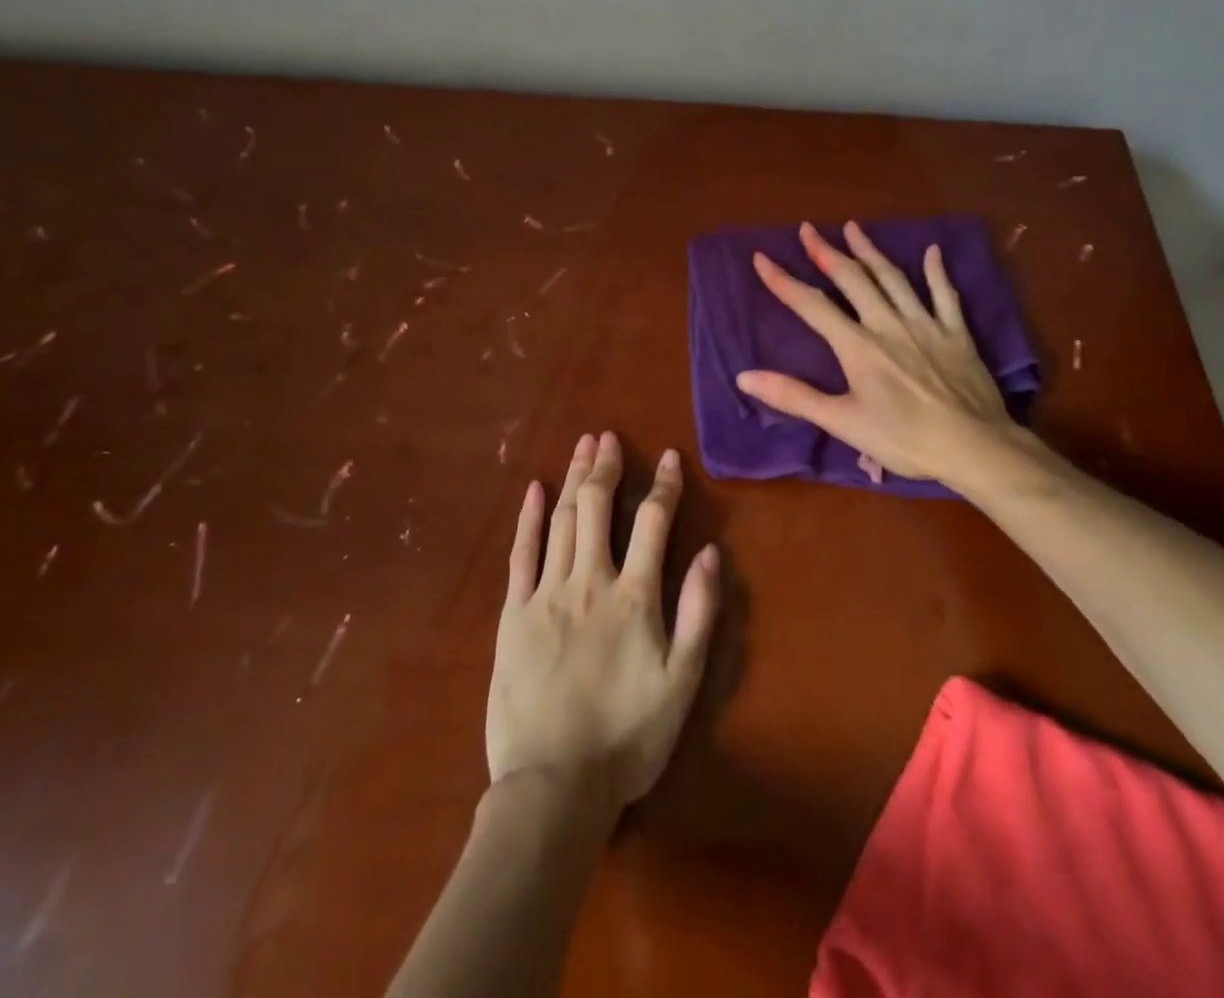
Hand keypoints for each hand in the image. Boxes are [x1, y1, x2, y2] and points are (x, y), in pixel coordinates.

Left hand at [488, 432, 719, 815]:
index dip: (664, 486)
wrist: (554, 787)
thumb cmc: (628, 737)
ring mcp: (546, 594)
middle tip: (608, 436)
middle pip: (599, 508)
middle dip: (606, 467)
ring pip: (563, 521)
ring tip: (582, 446)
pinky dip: (530, 518)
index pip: (653, 523)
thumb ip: (698, 613)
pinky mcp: (513, 614)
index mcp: (633, 596)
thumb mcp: (682, 682)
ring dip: (574, 479)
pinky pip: (522, 554)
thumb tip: (710, 552)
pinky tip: (536, 490)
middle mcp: (589, 581)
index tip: (669, 457)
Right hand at [736, 220, 1026, 482]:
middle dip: (827, 252)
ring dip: (870, 251)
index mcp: (858, 346)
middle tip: (808, 228)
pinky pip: (944, 294)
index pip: (812, 306)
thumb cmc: (904, 439)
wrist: (973, 447)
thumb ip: (794, 396)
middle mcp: (888, 324)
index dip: (784, 281)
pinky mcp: (956, 333)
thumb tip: (744, 376)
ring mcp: (925, 324)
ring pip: (892, 278)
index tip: (762, 257)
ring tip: (853, 227)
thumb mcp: (842, 422)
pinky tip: (932, 251)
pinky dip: (936, 271)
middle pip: (852, 279)